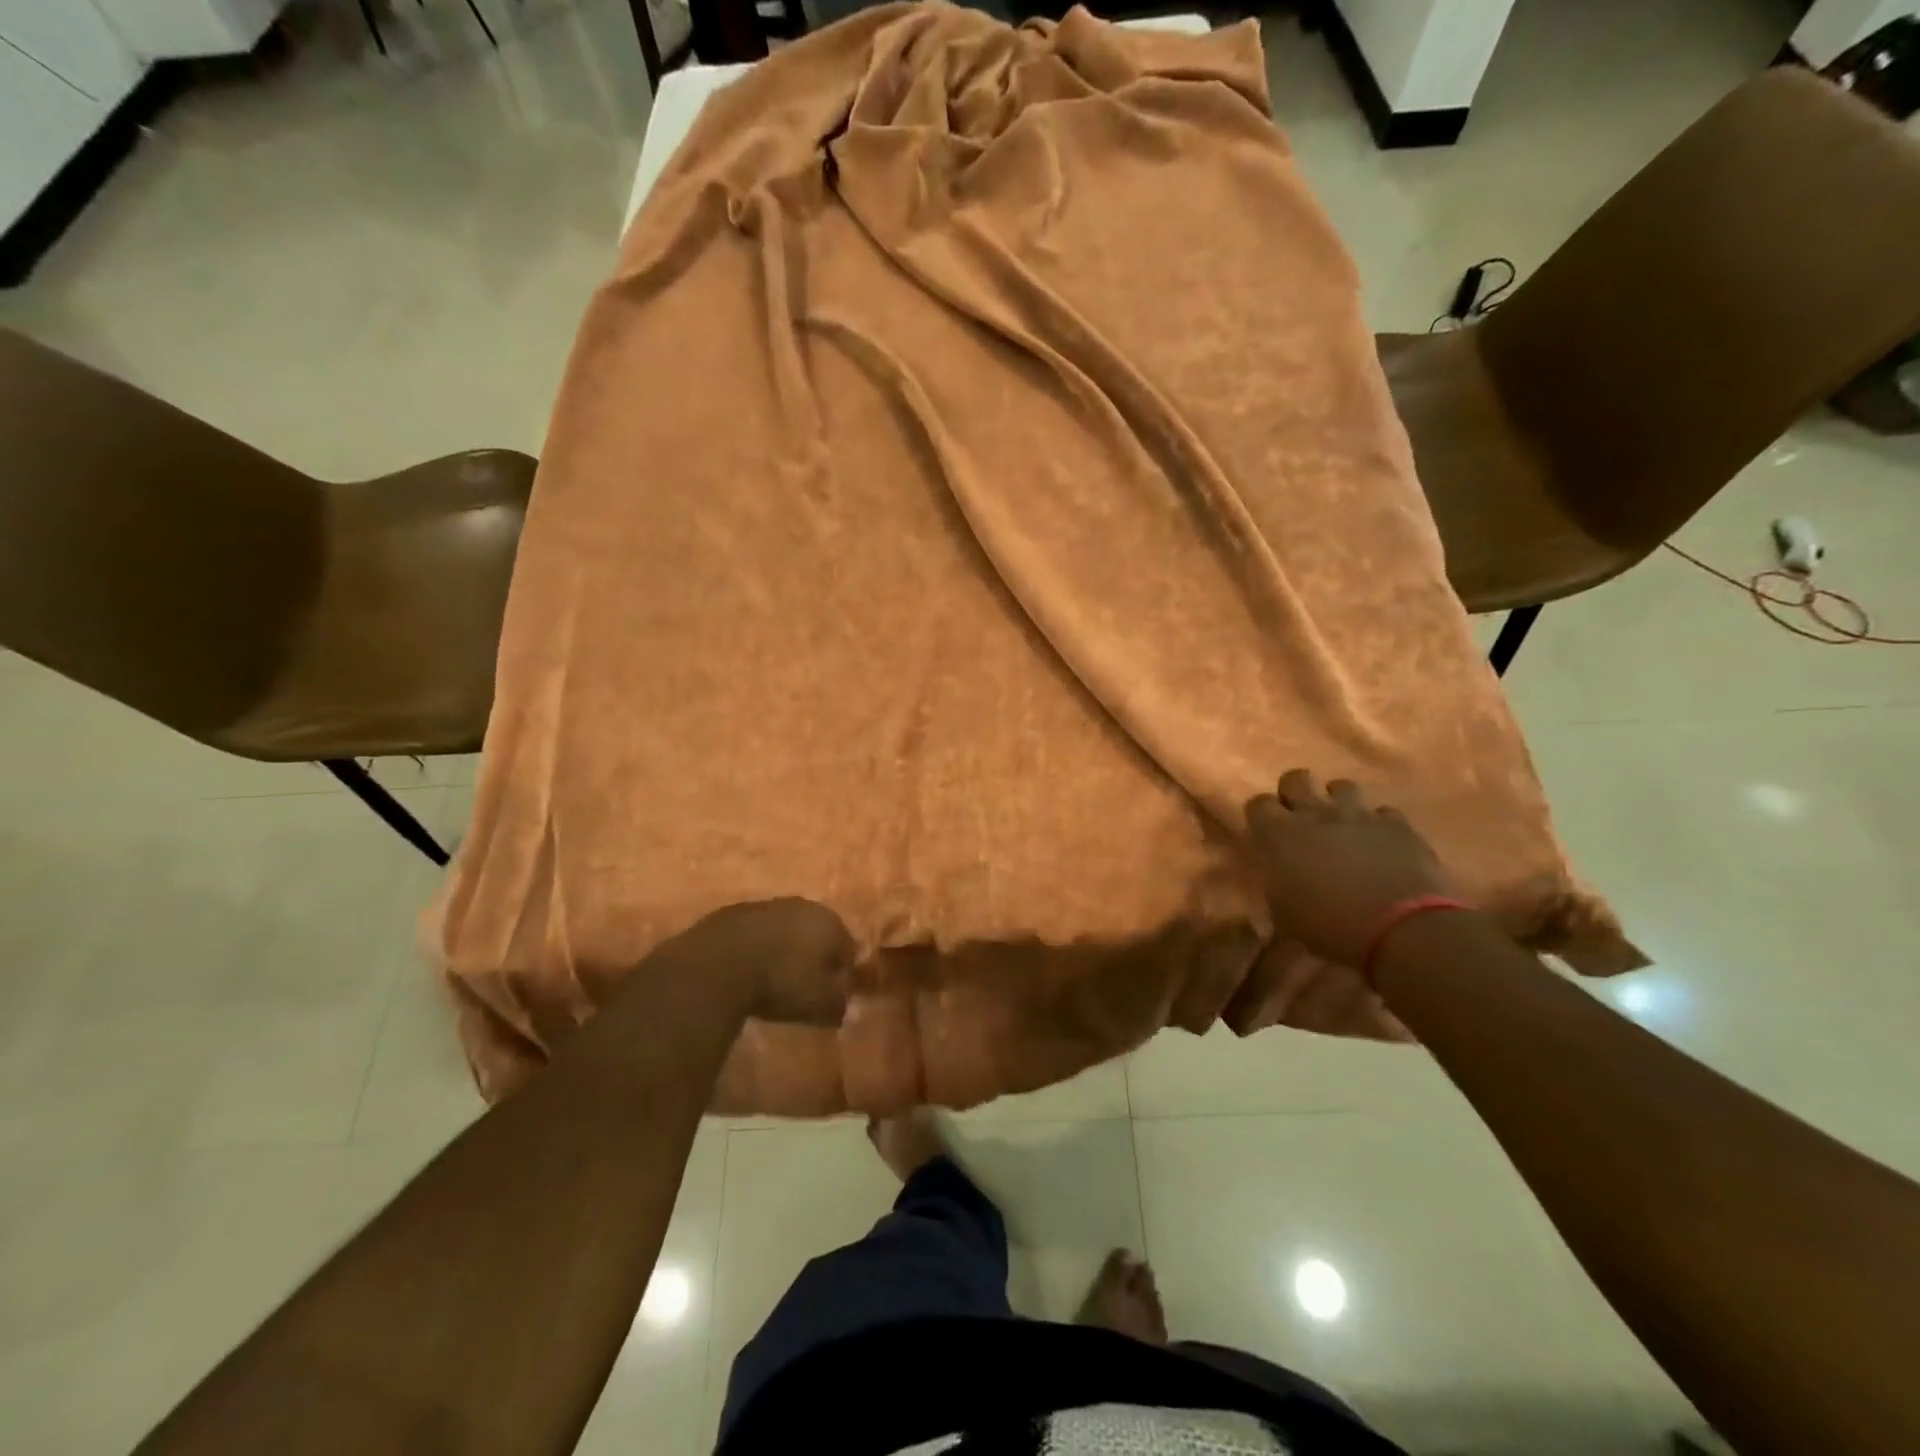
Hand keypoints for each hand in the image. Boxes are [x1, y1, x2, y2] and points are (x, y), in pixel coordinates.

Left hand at [662, 898, 855, 1024]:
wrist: (717, 965)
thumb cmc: (780, 982)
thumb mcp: (819, 1004)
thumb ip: (838, 1004)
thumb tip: (842, 1005)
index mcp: (830, 922)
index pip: (848, 947)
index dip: (843, 972)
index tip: (833, 994)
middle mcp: (802, 905)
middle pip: (816, 933)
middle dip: (814, 956)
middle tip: (804, 986)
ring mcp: (765, 905)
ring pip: (784, 929)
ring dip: (783, 950)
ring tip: (773, 979)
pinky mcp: (733, 912)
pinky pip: (754, 933)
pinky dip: (755, 948)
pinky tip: (746, 971)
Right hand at [1244, 770, 1456, 967]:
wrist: (1400, 930)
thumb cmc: (1329, 926)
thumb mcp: (1284, 913)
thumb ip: (1278, 882)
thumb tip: (1281, 875)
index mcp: (1279, 835)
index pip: (1258, 803)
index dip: (1261, 815)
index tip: (1266, 832)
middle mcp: (1315, 814)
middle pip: (1295, 779)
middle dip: (1294, 792)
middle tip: (1300, 816)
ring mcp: (1359, 816)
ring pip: (1341, 786)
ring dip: (1338, 801)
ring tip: (1342, 823)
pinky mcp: (1397, 825)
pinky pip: (1383, 812)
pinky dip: (1378, 824)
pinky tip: (1380, 842)